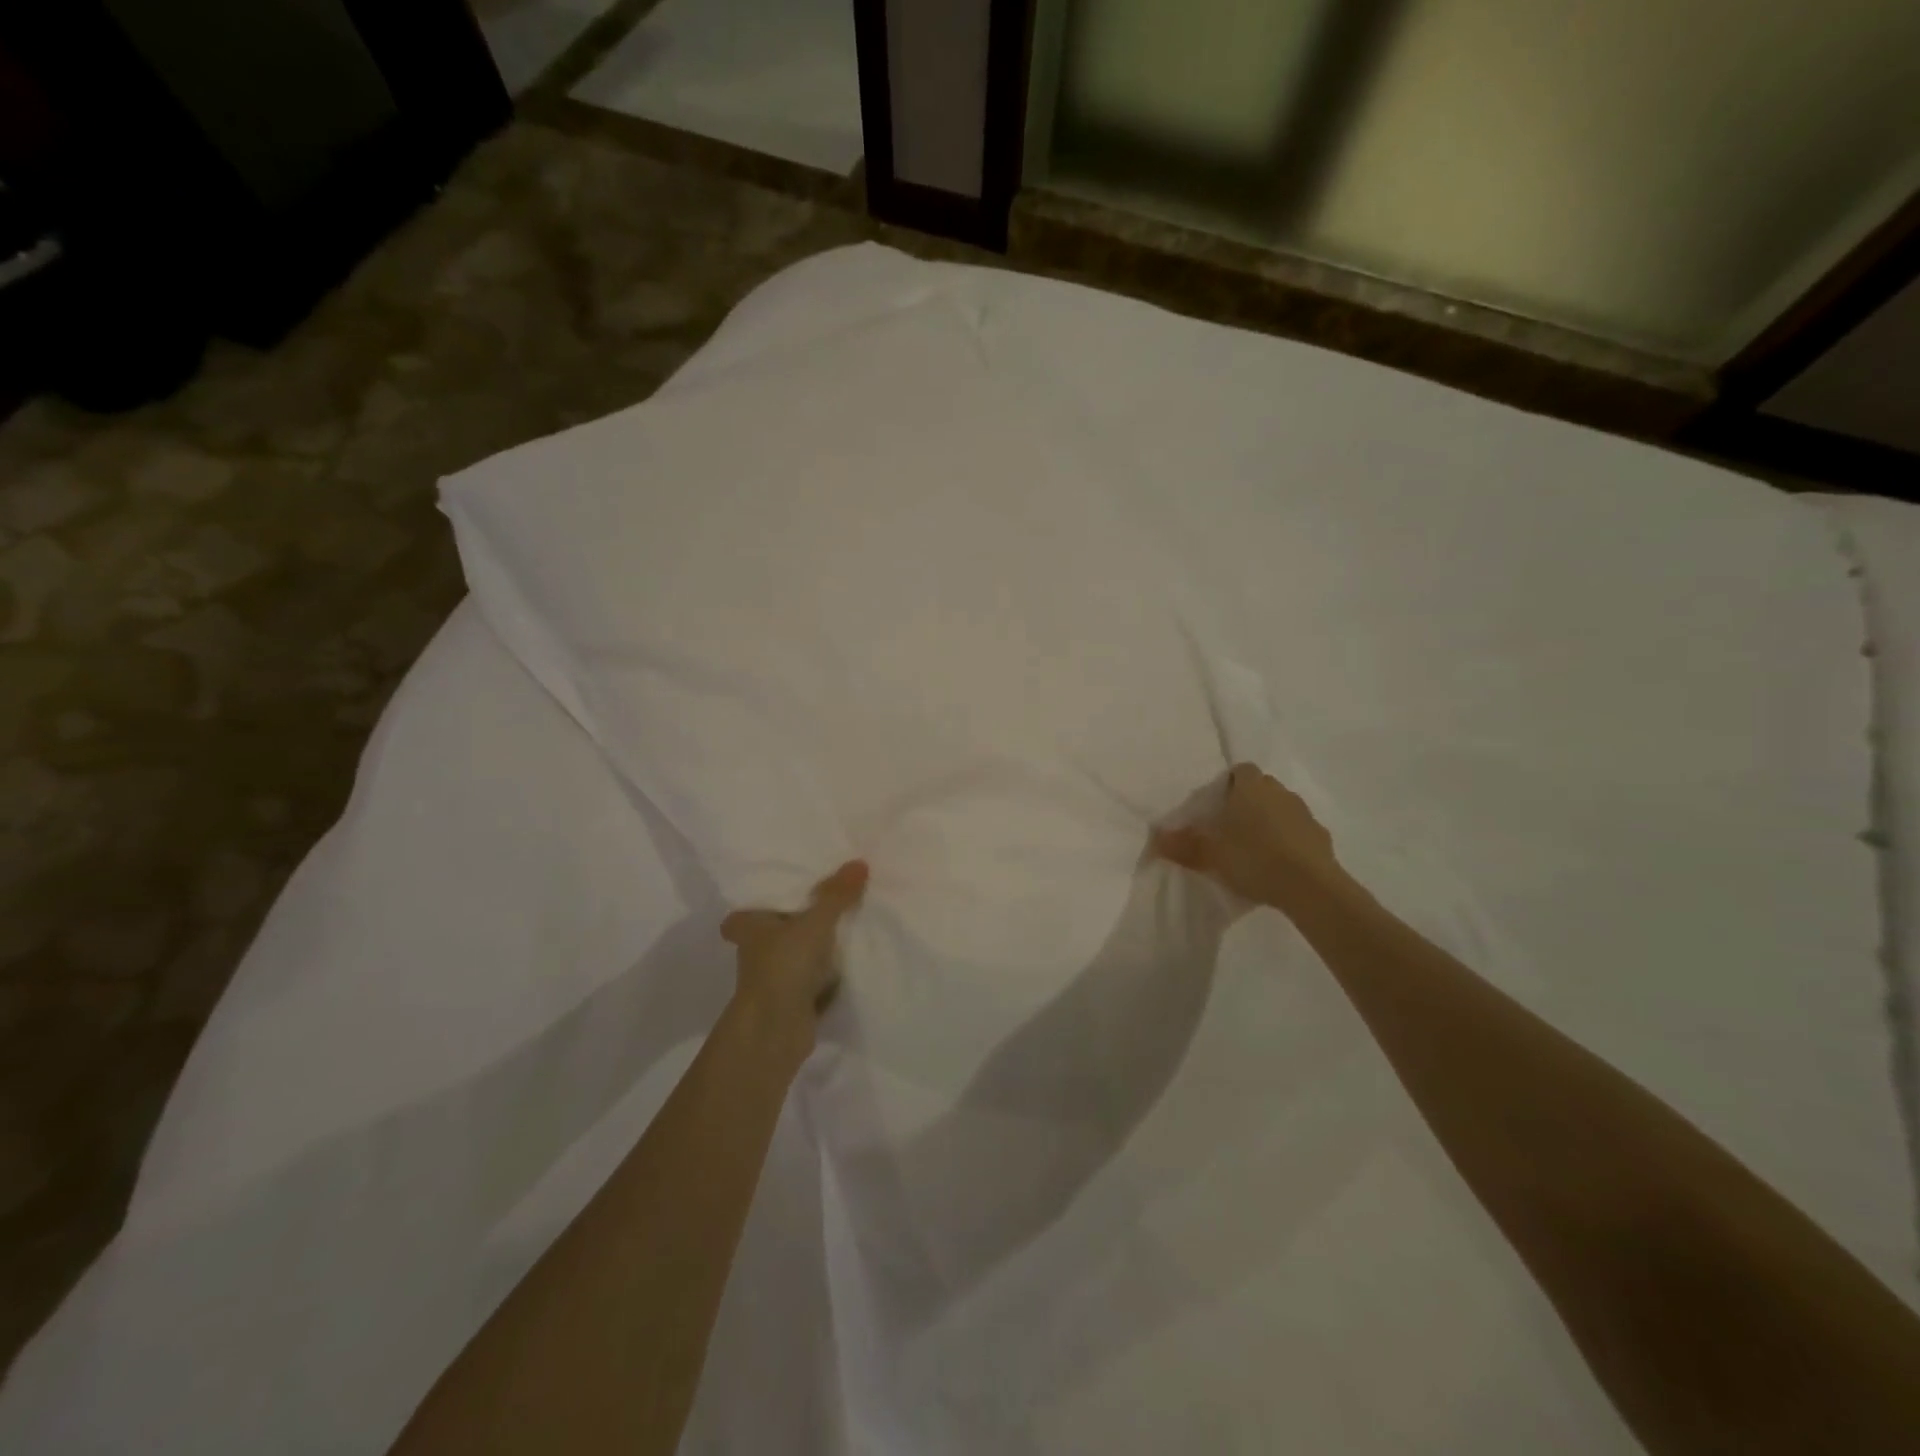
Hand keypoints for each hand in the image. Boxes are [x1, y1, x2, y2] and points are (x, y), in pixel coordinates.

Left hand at [721, 860, 868, 1056]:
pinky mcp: (793, 1000)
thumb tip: (860, 862)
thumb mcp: (814, 923)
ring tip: (849, 923)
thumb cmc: (783, 966)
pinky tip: (852, 959)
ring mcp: (774, 978)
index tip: (783, 891)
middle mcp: (756, 952)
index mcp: (749, 928)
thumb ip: (836, 895)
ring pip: (797, 954)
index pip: (744, 912)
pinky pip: (814, 978)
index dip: (758, 904)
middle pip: (776, 931)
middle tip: (829, 899)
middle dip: (796, 922)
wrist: (776, 1032)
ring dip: (815, 947)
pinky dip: (828, 973)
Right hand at [1153, 763, 1342, 910]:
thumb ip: (1182, 845)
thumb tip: (1155, 838)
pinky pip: (1298, 831)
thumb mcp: (1209, 855)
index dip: (1228, 783)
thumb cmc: (1254, 859)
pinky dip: (1288, 841)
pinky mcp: (1322, 837)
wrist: (1310, 888)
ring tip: (1253, 848)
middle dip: (1248, 801)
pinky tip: (1278, 864)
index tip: (1217, 804)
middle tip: (1230, 827)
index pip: (1241, 770)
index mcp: (1251, 788)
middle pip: (1261, 788)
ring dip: (1270, 821)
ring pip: (1281, 808)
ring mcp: (1304, 814)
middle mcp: (1280, 793)